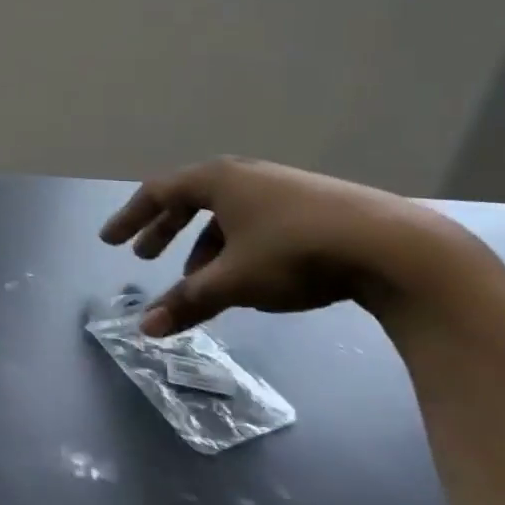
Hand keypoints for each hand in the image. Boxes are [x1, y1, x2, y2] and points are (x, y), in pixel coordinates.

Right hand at [100, 157, 469, 334]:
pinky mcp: (313, 206)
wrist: (394, 248)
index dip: (130, 218)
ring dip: (202, 246)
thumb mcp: (233, 281)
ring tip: (199, 281)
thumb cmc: (296, 253)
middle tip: (144, 257)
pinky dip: (236, 247)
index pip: (157, 192)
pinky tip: (248, 278)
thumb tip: (144, 329)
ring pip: (226, 215)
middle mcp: (245, 176)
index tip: (109, 241)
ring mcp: (282, 188)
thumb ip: (187, 301)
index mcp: (217, 180)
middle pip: (189, 200)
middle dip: (164, 230)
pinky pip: (255, 222)